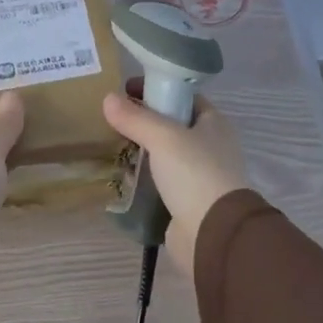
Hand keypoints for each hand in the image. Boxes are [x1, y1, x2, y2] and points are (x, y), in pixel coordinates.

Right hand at [102, 88, 250, 273]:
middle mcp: (210, 147)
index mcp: (214, 124)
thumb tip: (108, 98)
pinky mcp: (186, 201)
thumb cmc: (195, 174)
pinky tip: (120, 175)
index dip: (157, 89)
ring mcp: (199, 176)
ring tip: (110, 145)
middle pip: (172, 126)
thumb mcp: (163, 137)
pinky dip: (142, 178)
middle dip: (144, 122)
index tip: (126, 90)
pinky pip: (159, 182)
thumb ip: (136, 118)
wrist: (212, 233)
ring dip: (141, 151)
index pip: (184, 97)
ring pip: (164, 156)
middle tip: (112, 119)